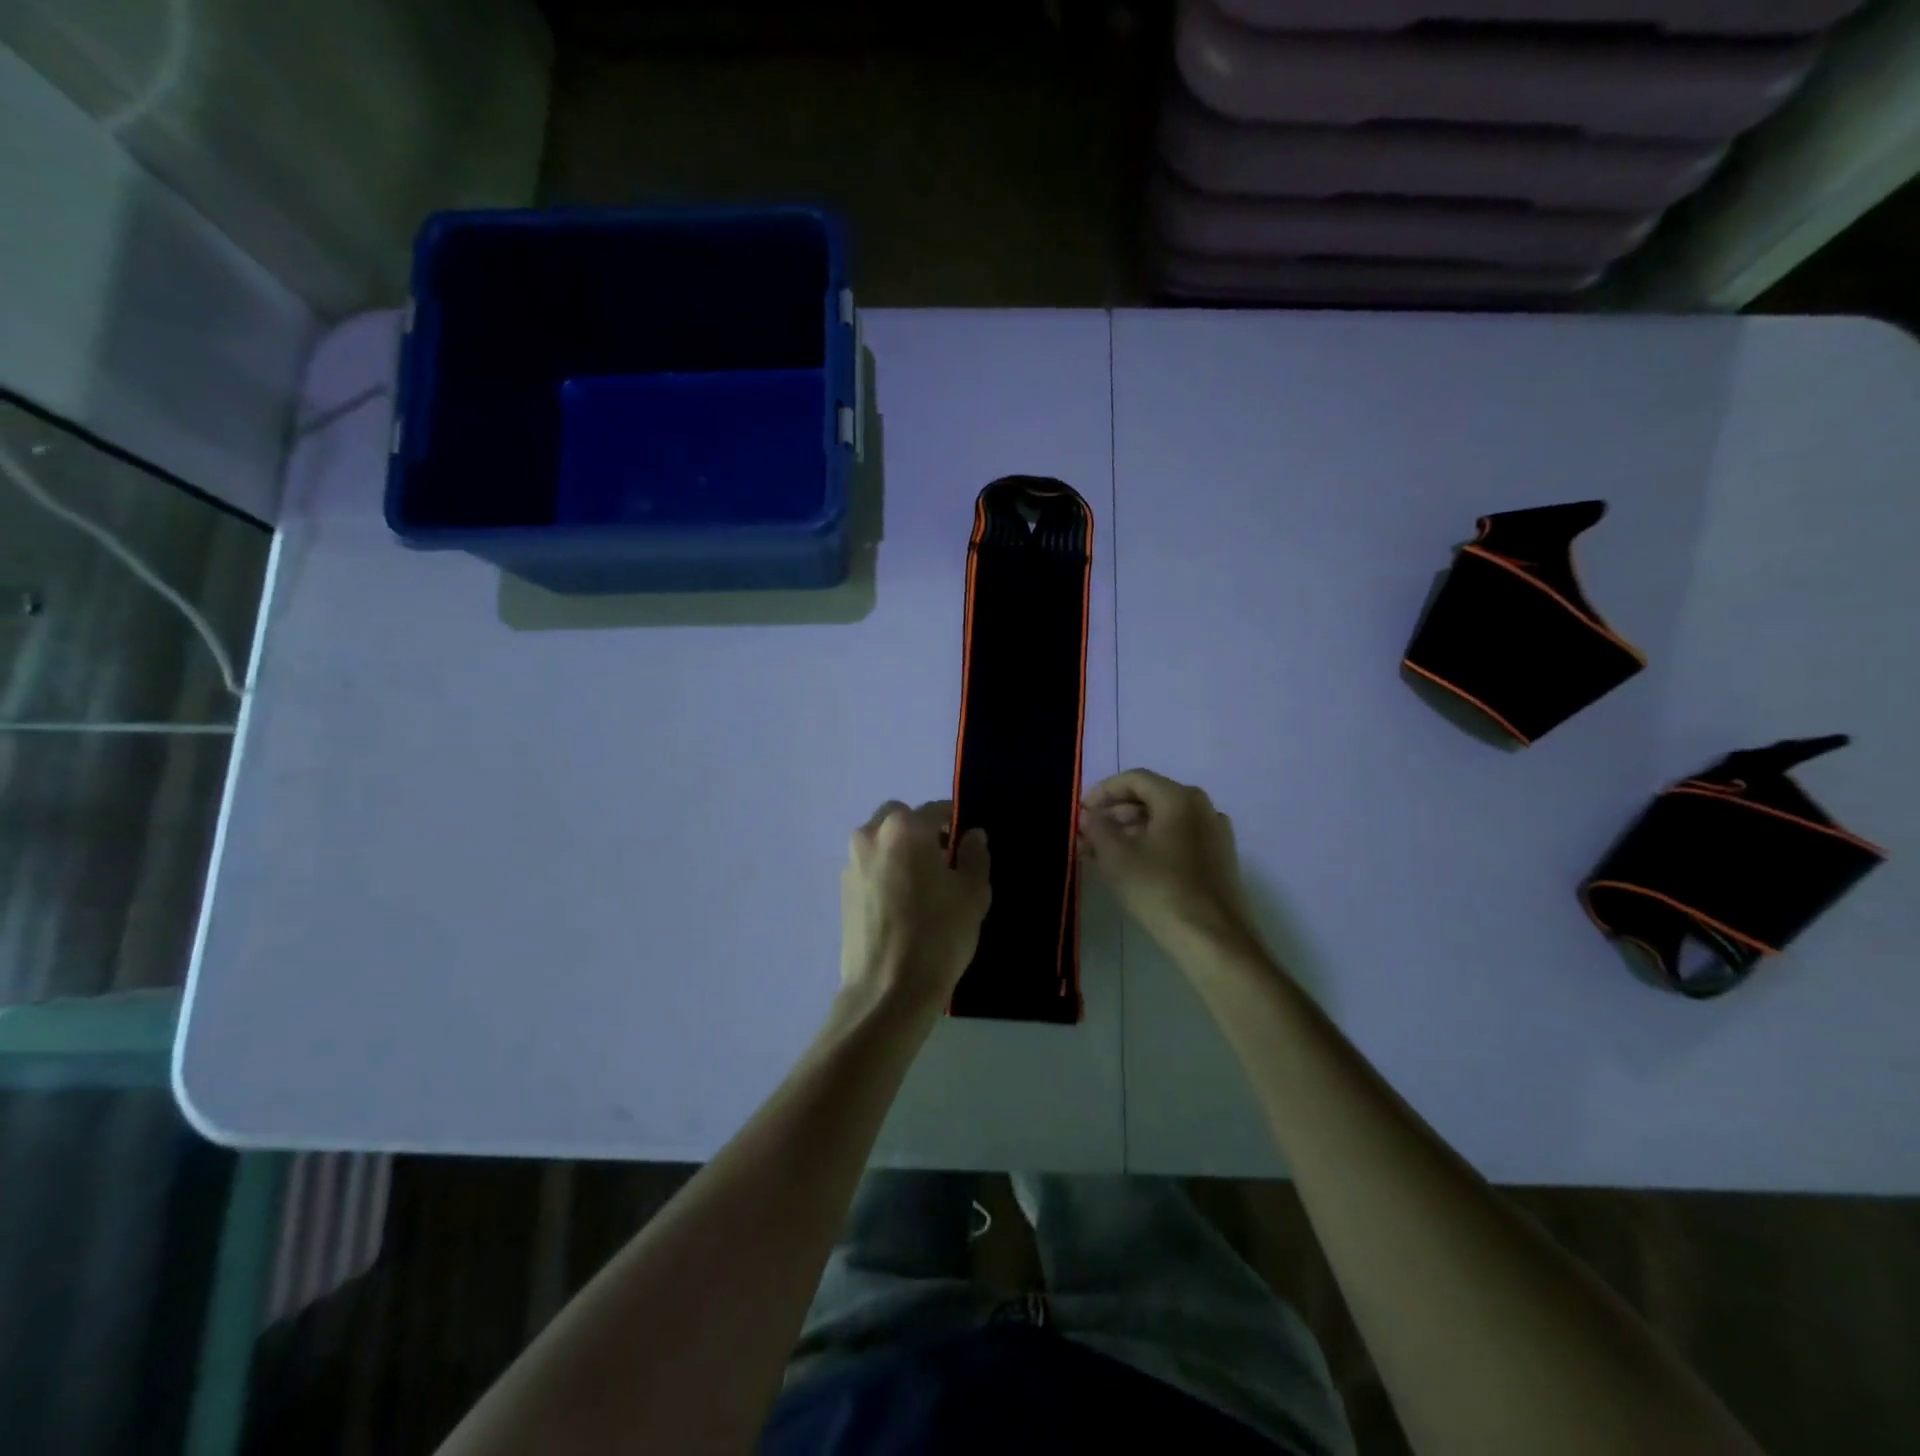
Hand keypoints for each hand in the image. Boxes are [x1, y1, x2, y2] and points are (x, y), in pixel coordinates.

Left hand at [840, 800, 990, 1015]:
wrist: (888, 990)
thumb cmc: (939, 935)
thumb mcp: (973, 893)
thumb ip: (974, 855)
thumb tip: (972, 834)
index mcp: (904, 828)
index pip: (935, 811)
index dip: (955, 823)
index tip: (967, 844)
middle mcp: (871, 836)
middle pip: (900, 819)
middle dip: (921, 832)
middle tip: (943, 862)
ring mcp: (852, 864)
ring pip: (881, 842)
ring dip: (900, 851)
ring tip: (922, 886)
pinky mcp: (842, 892)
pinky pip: (870, 867)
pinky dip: (885, 873)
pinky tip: (902, 905)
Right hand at [1078, 770, 1259, 960]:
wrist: (1214, 940)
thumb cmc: (1160, 889)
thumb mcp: (1117, 857)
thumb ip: (1098, 828)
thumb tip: (1089, 815)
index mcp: (1180, 798)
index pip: (1135, 780)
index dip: (1103, 791)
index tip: (1081, 810)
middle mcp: (1203, 808)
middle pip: (1150, 799)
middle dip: (1114, 815)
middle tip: (1087, 834)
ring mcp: (1215, 835)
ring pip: (1163, 823)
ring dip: (1129, 833)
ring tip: (1099, 854)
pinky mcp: (1219, 861)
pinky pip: (1177, 841)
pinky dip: (1150, 846)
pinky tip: (1129, 867)